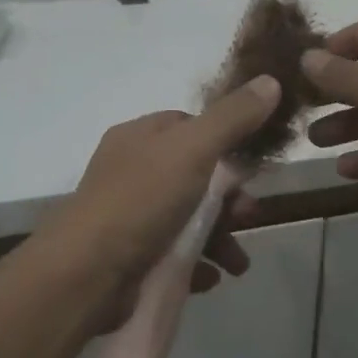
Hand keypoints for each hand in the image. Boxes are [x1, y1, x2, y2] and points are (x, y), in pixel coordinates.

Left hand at [35, 75, 282, 330]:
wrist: (87, 275)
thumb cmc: (142, 201)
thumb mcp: (193, 149)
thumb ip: (232, 118)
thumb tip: (270, 80)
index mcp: (139, 137)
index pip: (187, 126)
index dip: (223, 141)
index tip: (251, 166)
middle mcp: (131, 171)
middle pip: (194, 176)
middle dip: (229, 198)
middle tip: (249, 216)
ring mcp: (129, 216)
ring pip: (187, 219)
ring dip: (221, 237)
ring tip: (238, 263)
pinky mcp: (130, 257)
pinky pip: (173, 256)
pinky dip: (197, 264)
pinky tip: (212, 277)